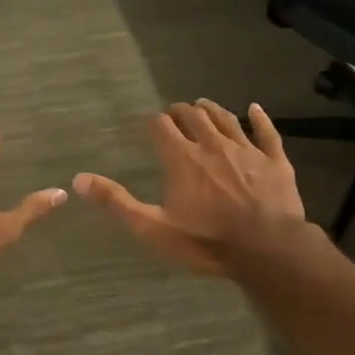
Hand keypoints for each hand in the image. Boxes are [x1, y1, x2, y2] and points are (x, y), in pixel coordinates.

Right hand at [74, 100, 308, 276]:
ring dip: (211, 110)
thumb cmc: (206, 241)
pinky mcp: (275, 161)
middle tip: (174, 114)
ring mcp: (247, 150)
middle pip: (194, 116)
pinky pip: (267, 132)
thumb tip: (79, 180)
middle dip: (181, 112)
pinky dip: (259, 118)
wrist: (267, 249)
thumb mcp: (154, 228)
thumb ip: (117, 203)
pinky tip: (255, 109)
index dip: (153, 122)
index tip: (149, 125)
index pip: (161, 126)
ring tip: (202, 105)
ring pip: (226, 119)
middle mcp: (212, 145)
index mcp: (182, 158)